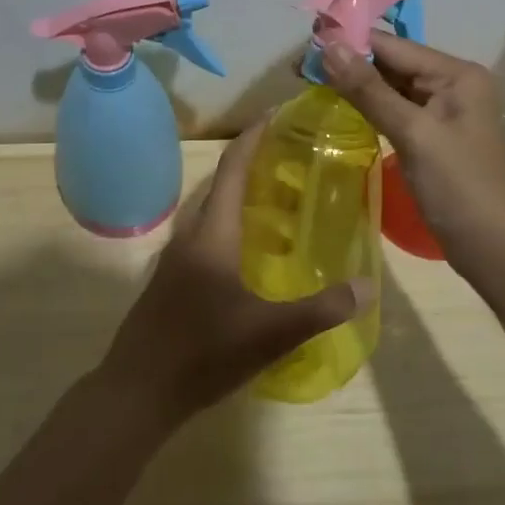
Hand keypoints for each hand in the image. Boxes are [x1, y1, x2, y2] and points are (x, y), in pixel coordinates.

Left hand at [96, 120, 367, 428]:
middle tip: (293, 160)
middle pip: (222, 186)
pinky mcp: (171, 280)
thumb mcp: (269, 333)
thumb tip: (367, 287)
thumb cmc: (202, 352)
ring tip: (279, 202)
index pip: (233, 169)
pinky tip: (252, 253)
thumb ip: (320, 309)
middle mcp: (191, 235)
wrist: (137, 390)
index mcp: (212, 234)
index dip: (254, 137)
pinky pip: (205, 236)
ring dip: (241, 197)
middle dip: (253, 164)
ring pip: (212, 213)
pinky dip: (231, 227)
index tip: (277, 113)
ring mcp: (176, 259)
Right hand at [323, 32, 504, 271]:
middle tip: (299, 67)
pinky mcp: (433, 137)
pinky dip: (369, 108)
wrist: (495, 249)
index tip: (305, 44)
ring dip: (355, 85)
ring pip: (391, 88)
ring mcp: (444, 112)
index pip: (394, 46)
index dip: (350, 42)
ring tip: (311, 81)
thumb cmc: (459, 186)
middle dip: (349, 63)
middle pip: (392, 64)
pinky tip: (341, 106)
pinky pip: (396, 111)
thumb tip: (329, 45)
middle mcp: (452, 84)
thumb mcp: (413, 133)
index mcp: (456, 74)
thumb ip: (369, 89)